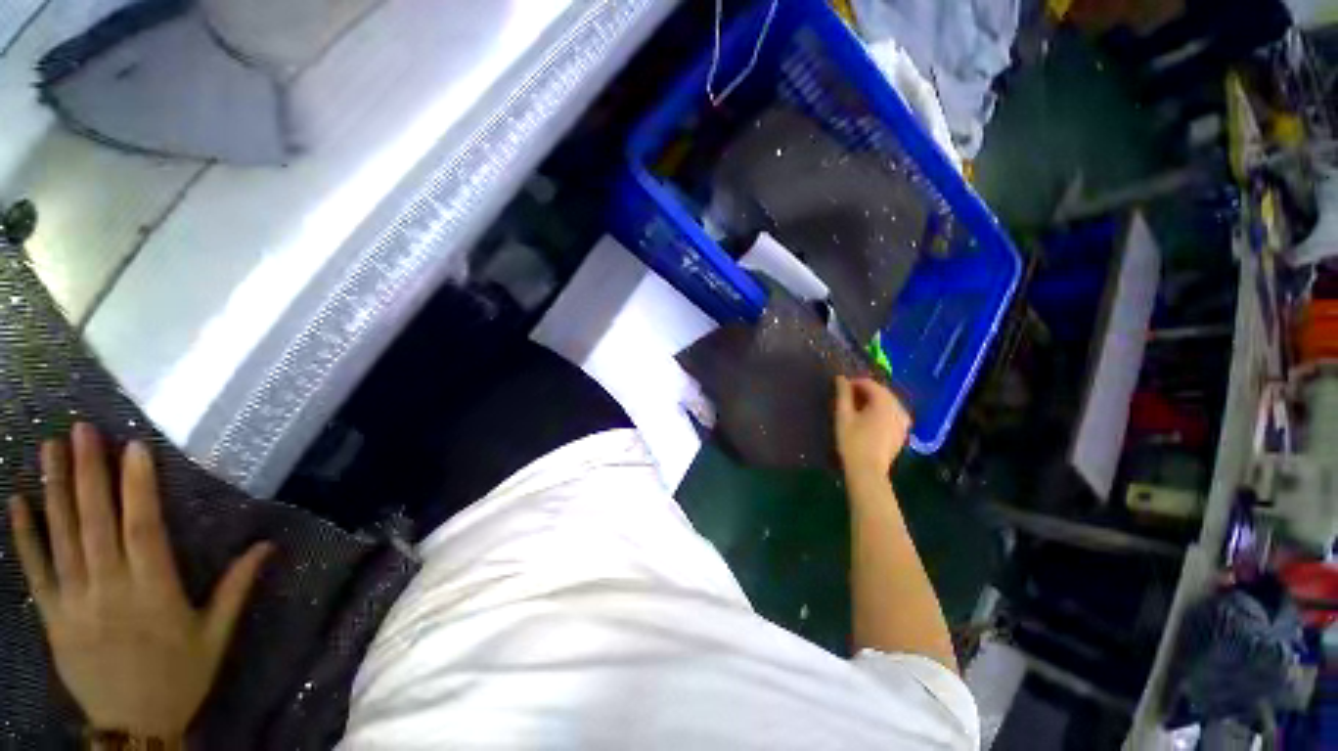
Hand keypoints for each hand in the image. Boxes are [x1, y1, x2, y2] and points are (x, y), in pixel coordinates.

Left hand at [7, 424, 272, 739]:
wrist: (133, 728)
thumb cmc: (181, 677)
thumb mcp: (215, 636)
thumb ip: (236, 588)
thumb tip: (268, 545)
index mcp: (152, 591)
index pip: (142, 528)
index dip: (137, 487)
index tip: (133, 448)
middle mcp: (108, 588)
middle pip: (94, 522)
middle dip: (88, 472)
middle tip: (82, 430)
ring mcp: (74, 601)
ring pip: (61, 536)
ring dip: (55, 490)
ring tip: (50, 449)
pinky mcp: (52, 616)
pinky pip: (35, 570)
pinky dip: (25, 535)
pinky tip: (19, 502)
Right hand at [834, 376, 910, 478]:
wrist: (867, 471)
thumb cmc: (852, 441)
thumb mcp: (843, 416)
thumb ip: (843, 394)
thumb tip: (841, 378)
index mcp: (884, 402)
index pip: (870, 383)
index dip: (854, 383)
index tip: (841, 389)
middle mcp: (898, 408)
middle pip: (881, 392)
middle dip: (865, 391)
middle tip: (847, 398)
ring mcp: (903, 421)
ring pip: (888, 402)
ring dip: (874, 401)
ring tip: (857, 408)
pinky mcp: (902, 432)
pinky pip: (893, 414)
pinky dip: (882, 411)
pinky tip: (870, 419)